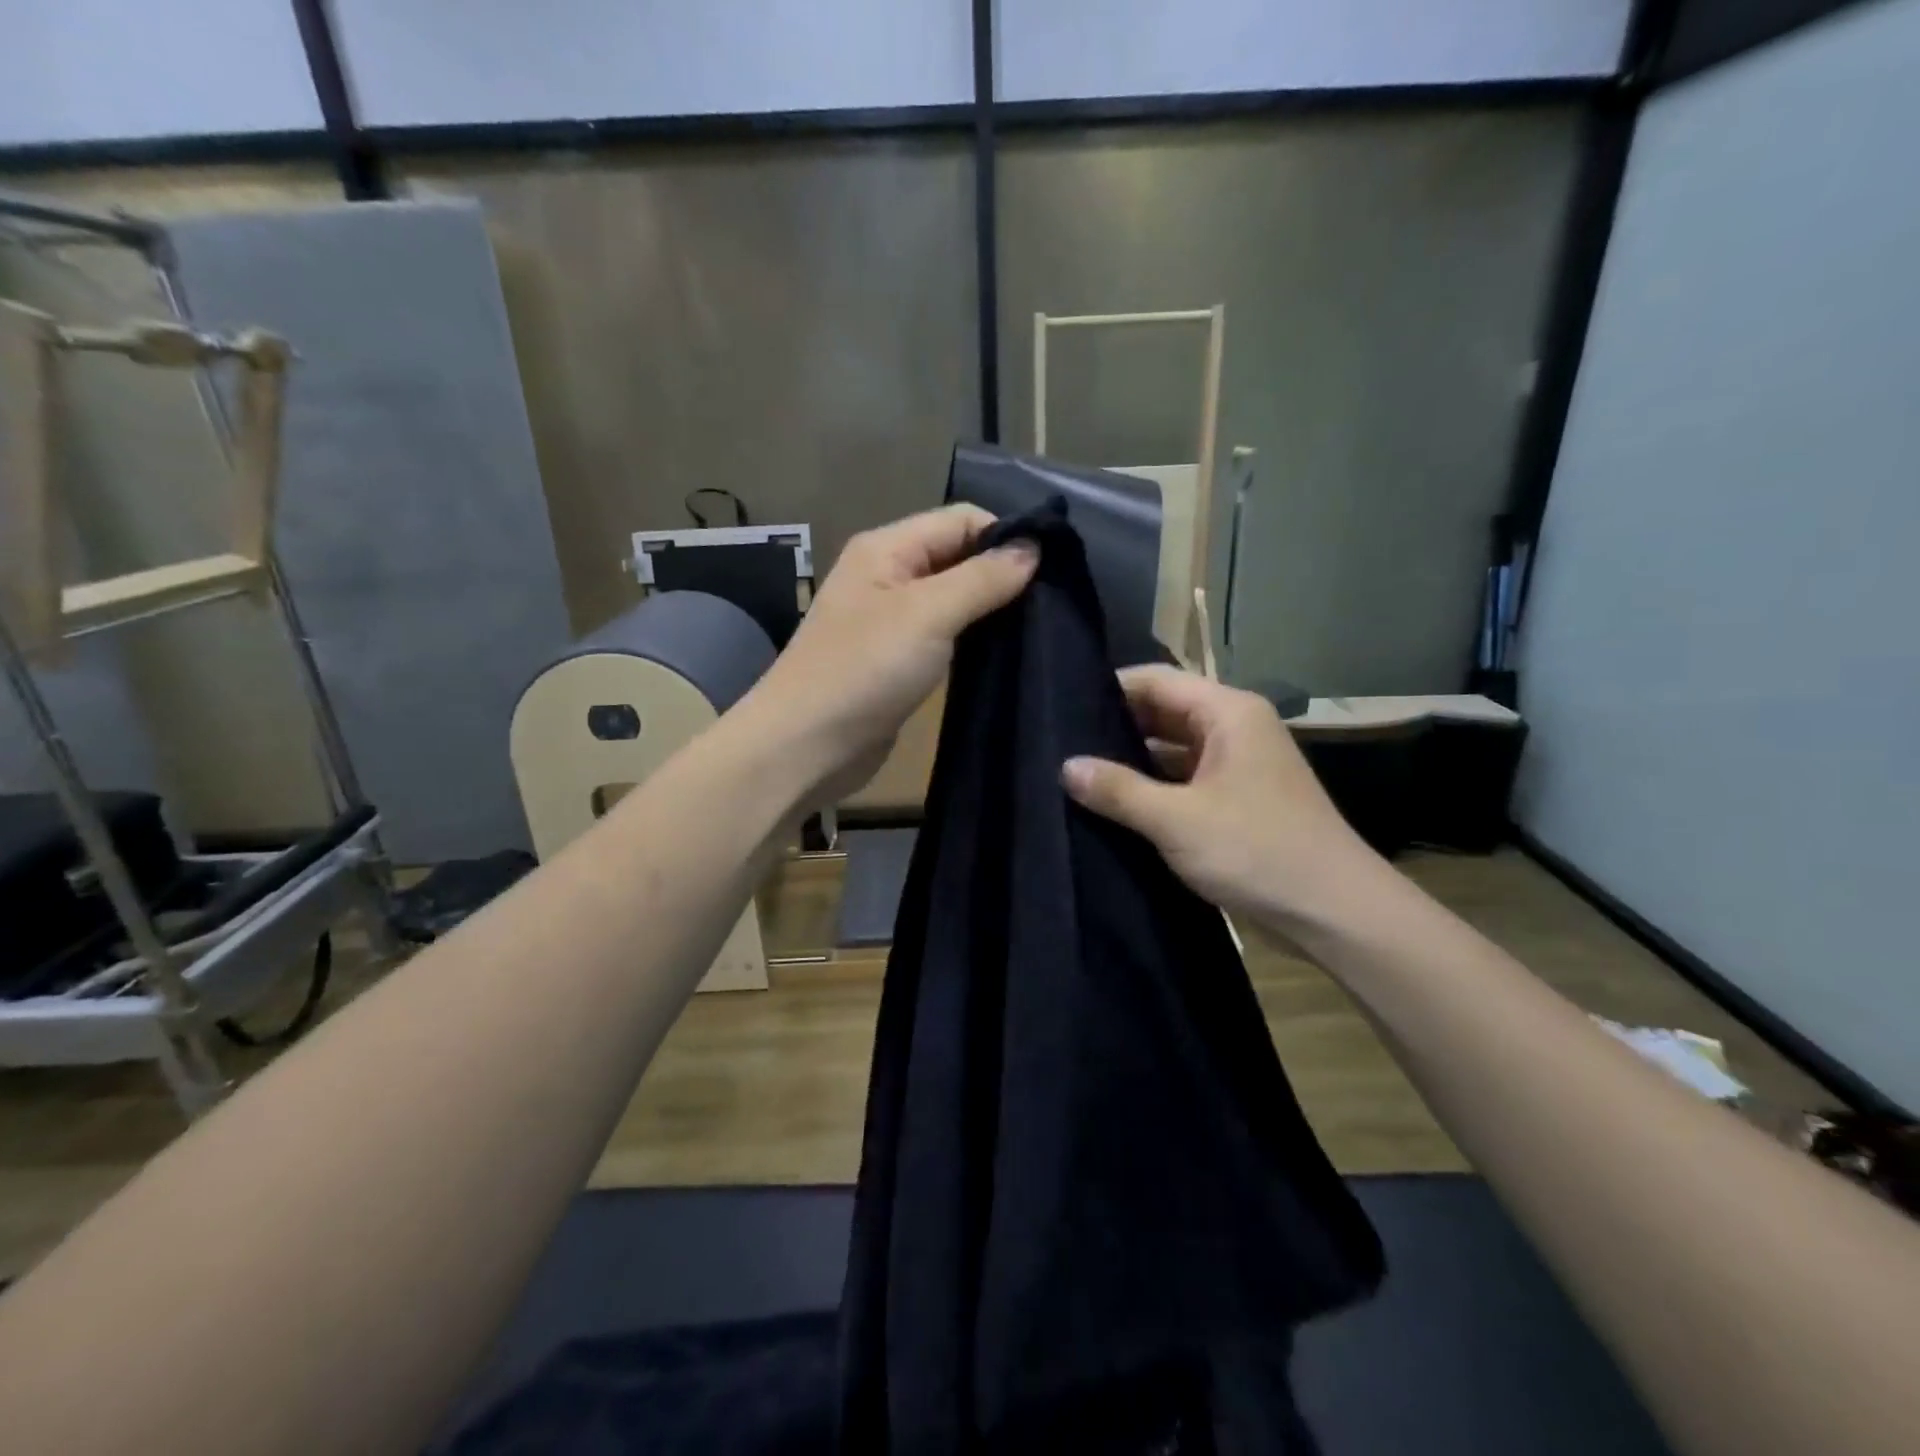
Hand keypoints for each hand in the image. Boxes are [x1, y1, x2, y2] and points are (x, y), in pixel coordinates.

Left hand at [746, 505, 1037, 807]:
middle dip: (1002, 574)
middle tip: (1051, 604)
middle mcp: (888, 575)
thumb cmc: (863, 671)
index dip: (1005, 536)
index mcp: (887, 548)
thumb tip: (1034, 547)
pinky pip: (945, 637)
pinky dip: (973, 640)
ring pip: (954, 599)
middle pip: (958, 557)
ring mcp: (892, 621)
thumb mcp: (927, 614)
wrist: (805, 747)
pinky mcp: (898, 662)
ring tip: (1037, 628)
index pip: (961, 520)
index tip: (1051, 571)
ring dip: (991, 610)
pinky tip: (1004, 654)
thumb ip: (982, 578)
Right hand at [1061, 666, 1382, 928]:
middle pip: (1163, 712)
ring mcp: (1237, 765)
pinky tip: (1114, 804)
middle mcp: (1234, 729)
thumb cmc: (1257, 851)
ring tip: (1076, 772)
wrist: (1335, 913)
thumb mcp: (1177, 819)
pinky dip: (1153, 787)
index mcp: (1228, 713)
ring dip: (1132, 761)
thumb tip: (1066, 766)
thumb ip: (1118, 790)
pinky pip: (1184, 779)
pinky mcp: (1236, 800)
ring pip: (1172, 749)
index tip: (1061, 708)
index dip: (1109, 689)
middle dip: (1115, 727)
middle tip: (1059, 743)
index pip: (1156, 680)